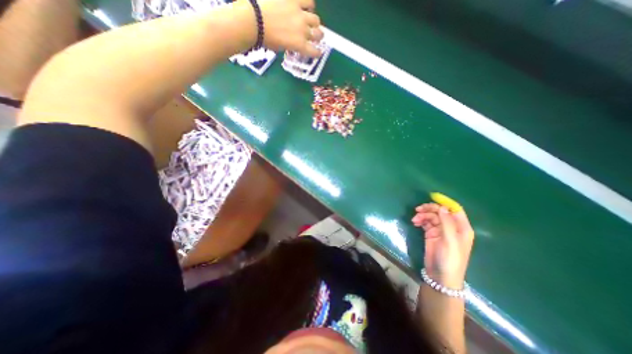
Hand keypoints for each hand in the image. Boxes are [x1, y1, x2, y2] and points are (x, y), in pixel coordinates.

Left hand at [257, 1, 325, 55]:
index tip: (317, 52)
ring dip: (314, 22)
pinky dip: (309, 5)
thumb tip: (292, 42)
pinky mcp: (295, 1)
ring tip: (310, 20)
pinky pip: (309, 1)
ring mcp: (301, 15)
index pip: (315, 52)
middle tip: (314, 35)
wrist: (255, 20)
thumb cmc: (266, 39)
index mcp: (300, 45)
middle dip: (318, 36)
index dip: (317, 53)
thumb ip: (291, 45)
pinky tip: (307, 6)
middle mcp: (304, 31)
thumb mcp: (280, 48)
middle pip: (318, 34)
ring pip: (316, 19)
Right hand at [410, 203, 473, 288]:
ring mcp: (441, 230)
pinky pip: (425, 222)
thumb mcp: (450, 240)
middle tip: (418, 209)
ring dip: (422, 215)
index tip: (431, 197)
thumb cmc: (450, 259)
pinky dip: (420, 220)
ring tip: (414, 220)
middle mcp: (452, 227)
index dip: (444, 202)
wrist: (440, 275)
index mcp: (462, 228)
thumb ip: (447, 223)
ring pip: (431, 216)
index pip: (455, 209)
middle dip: (429, 209)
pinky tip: (415, 222)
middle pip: (440, 211)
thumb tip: (442, 207)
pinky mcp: (431, 234)